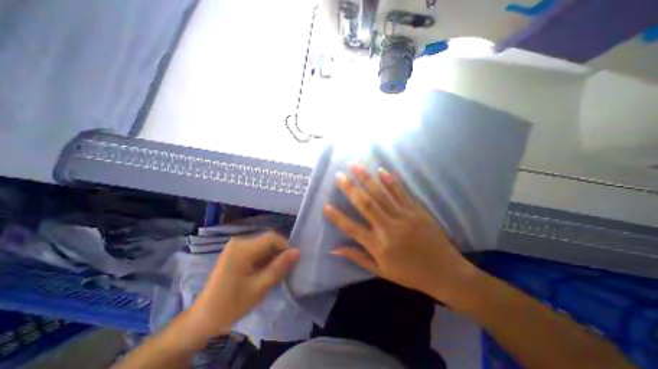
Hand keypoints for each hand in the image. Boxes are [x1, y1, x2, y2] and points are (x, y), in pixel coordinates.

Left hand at [183, 233, 300, 341]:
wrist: (203, 318)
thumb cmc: (232, 304)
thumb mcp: (260, 287)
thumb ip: (279, 267)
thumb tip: (297, 251)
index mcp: (243, 248)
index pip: (272, 238)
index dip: (285, 246)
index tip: (291, 262)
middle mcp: (239, 241)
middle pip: (267, 240)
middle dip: (278, 253)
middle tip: (282, 270)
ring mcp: (235, 245)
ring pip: (263, 244)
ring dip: (271, 256)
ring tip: (272, 273)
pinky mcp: (235, 251)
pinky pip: (255, 248)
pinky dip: (263, 257)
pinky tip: (262, 271)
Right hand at [327, 162, 480, 302]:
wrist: (446, 273)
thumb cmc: (410, 274)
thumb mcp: (381, 271)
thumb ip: (358, 257)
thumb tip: (334, 250)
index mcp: (379, 246)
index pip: (352, 229)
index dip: (338, 217)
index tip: (326, 205)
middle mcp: (389, 228)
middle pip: (366, 204)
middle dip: (351, 188)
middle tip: (339, 175)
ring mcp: (405, 217)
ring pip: (382, 194)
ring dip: (367, 178)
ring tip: (355, 165)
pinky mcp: (417, 211)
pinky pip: (402, 192)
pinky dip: (391, 181)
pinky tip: (381, 170)